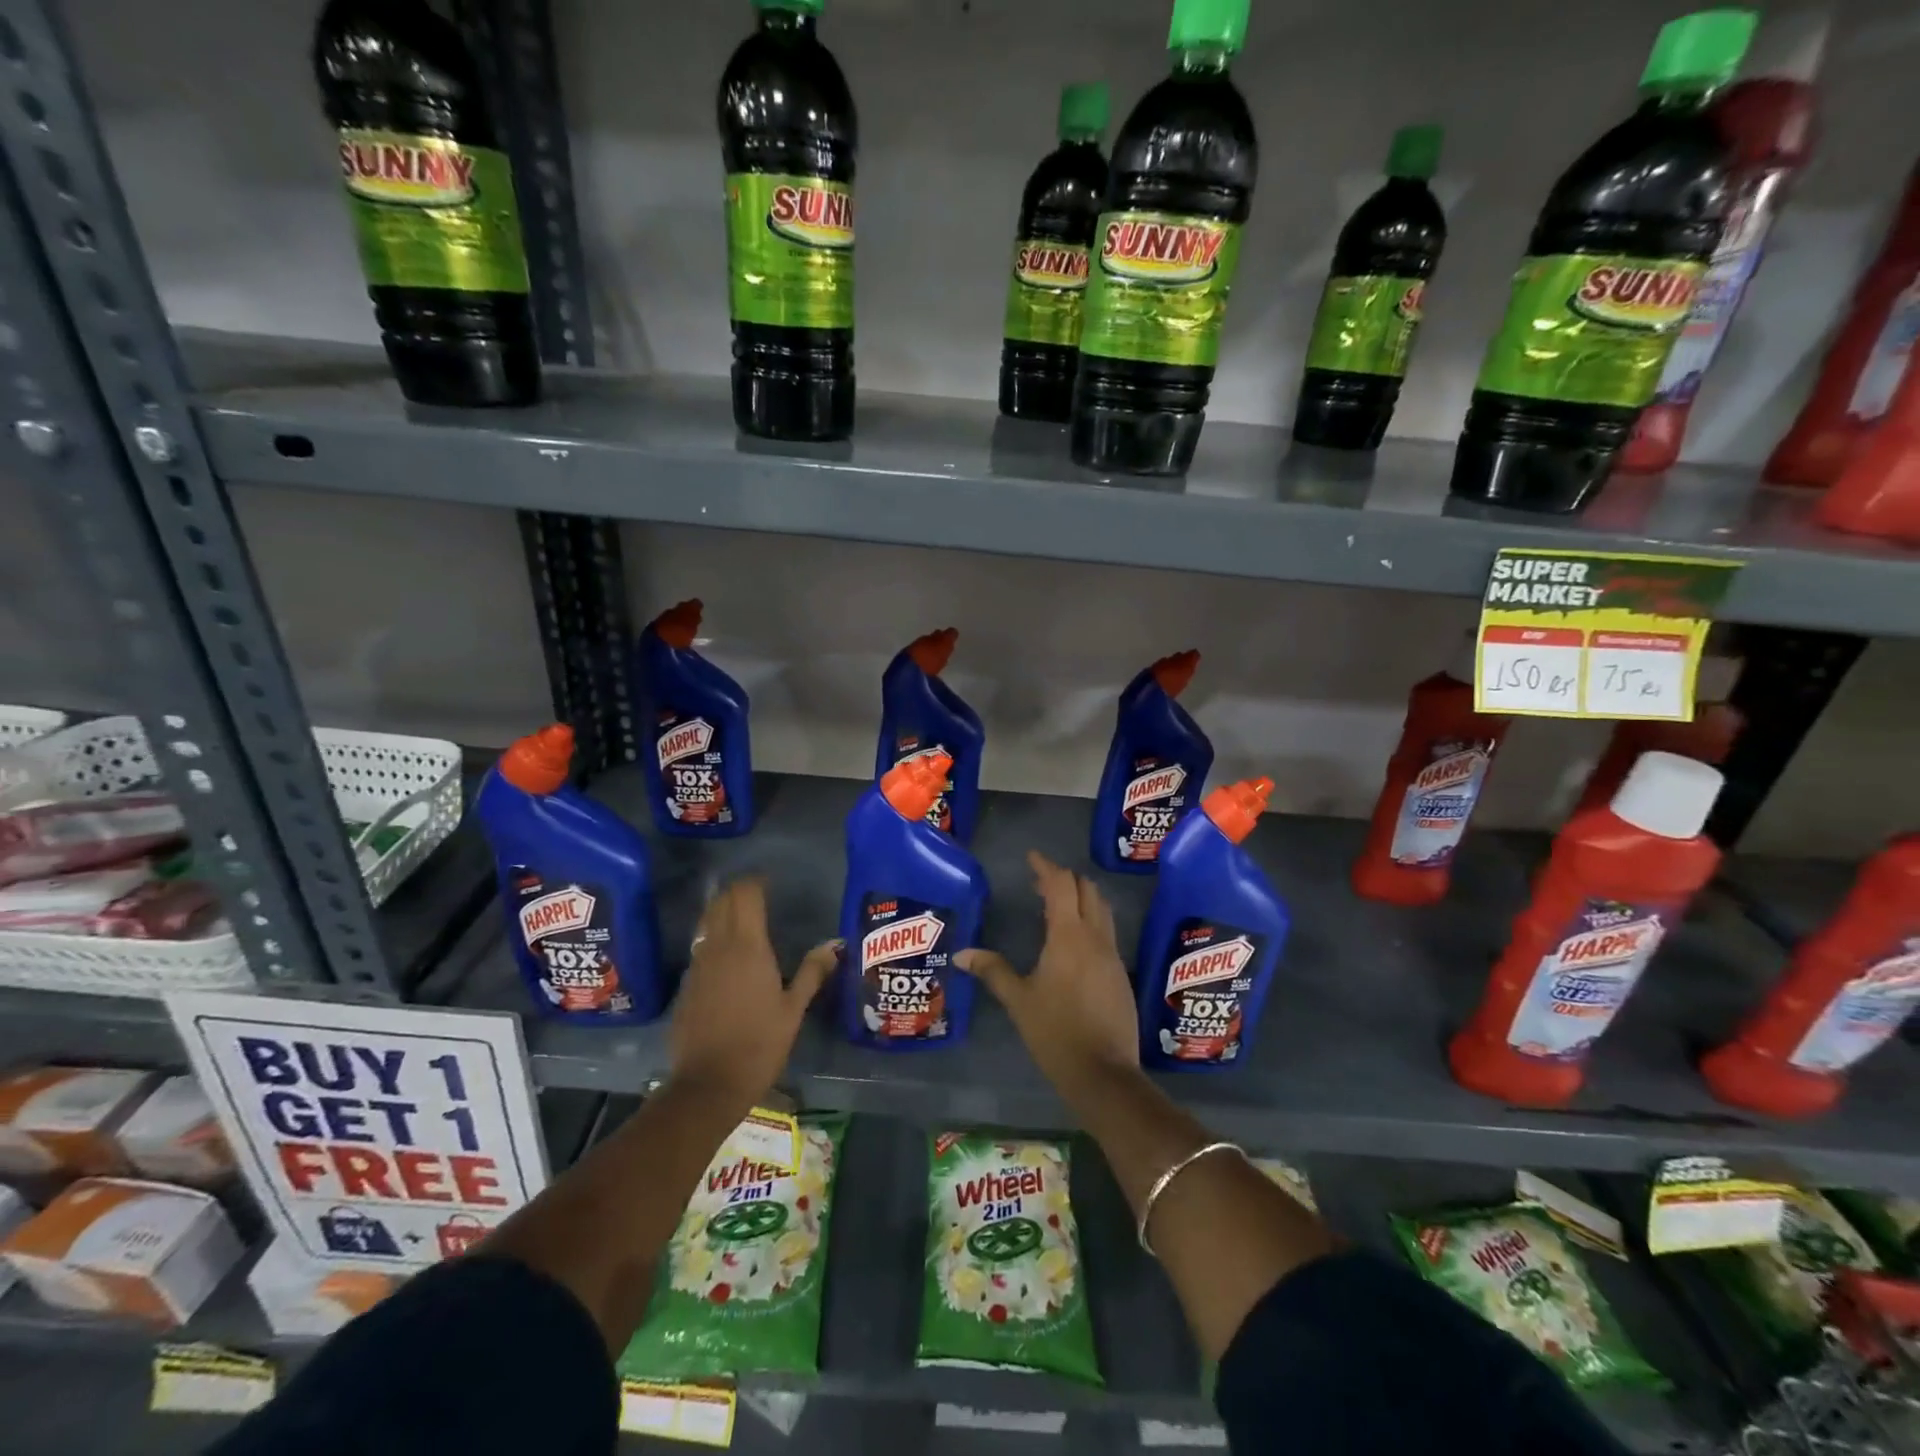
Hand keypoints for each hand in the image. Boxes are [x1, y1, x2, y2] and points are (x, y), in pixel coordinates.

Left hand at [668, 878, 835, 1108]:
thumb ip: (812, 972)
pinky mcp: (686, 985)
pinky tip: (726, 957)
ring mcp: (698, 966)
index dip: (755, 883)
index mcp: (749, 947)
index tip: (769, 882)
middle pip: (722, 902)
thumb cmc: (759, 1045)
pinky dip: (712, 939)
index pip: (746, 896)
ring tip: (742, 918)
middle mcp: (719, 948)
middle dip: (737, 892)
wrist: (708, 1085)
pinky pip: (700, 948)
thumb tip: (834, 945)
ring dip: (722, 912)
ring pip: (707, 923)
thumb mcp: (793, 1009)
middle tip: (757, 895)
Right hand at [954, 851, 1139, 1097]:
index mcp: (1069, 936)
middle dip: (1066, 879)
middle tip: (1040, 884)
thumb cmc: (1056, 1033)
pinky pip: (1106, 932)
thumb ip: (992, 971)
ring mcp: (1112, 955)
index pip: (1061, 885)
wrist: (1104, 1073)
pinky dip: (1090, 921)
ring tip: (1056, 906)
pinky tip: (1072, 942)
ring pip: (1101, 910)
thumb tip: (961, 955)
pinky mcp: (1120, 974)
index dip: (1046, 867)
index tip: (1032, 857)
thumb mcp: (1019, 1001)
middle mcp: (1095, 938)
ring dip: (1081, 898)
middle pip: (1087, 891)